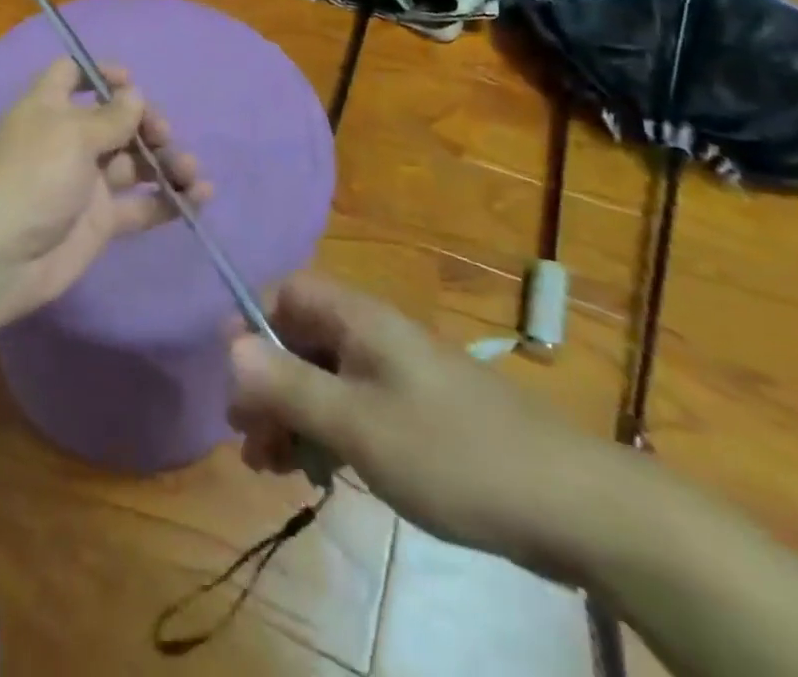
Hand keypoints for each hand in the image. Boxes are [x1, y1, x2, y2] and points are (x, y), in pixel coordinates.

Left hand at [0, 59, 210, 325]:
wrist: (0, 257)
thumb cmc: (32, 177)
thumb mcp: (71, 135)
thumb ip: (110, 117)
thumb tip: (135, 94)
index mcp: (51, 109)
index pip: (72, 75)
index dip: (100, 73)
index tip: (132, 82)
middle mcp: (70, 141)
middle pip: (115, 120)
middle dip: (146, 122)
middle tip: (162, 135)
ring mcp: (87, 182)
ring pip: (135, 163)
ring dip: (166, 162)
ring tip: (191, 172)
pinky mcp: (102, 221)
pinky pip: (142, 205)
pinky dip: (170, 200)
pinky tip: (198, 198)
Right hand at [228, 273, 630, 580]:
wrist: (570, 504)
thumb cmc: (451, 453)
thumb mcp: (358, 424)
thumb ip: (289, 385)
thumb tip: (228, 348)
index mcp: (359, 319)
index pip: (288, 293)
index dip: (253, 325)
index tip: (232, 377)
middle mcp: (373, 335)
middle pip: (300, 339)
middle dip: (267, 383)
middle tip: (247, 439)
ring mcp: (396, 374)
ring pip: (324, 378)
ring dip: (292, 414)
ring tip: (272, 467)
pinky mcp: (415, 412)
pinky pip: (352, 407)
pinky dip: (326, 432)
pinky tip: (317, 473)